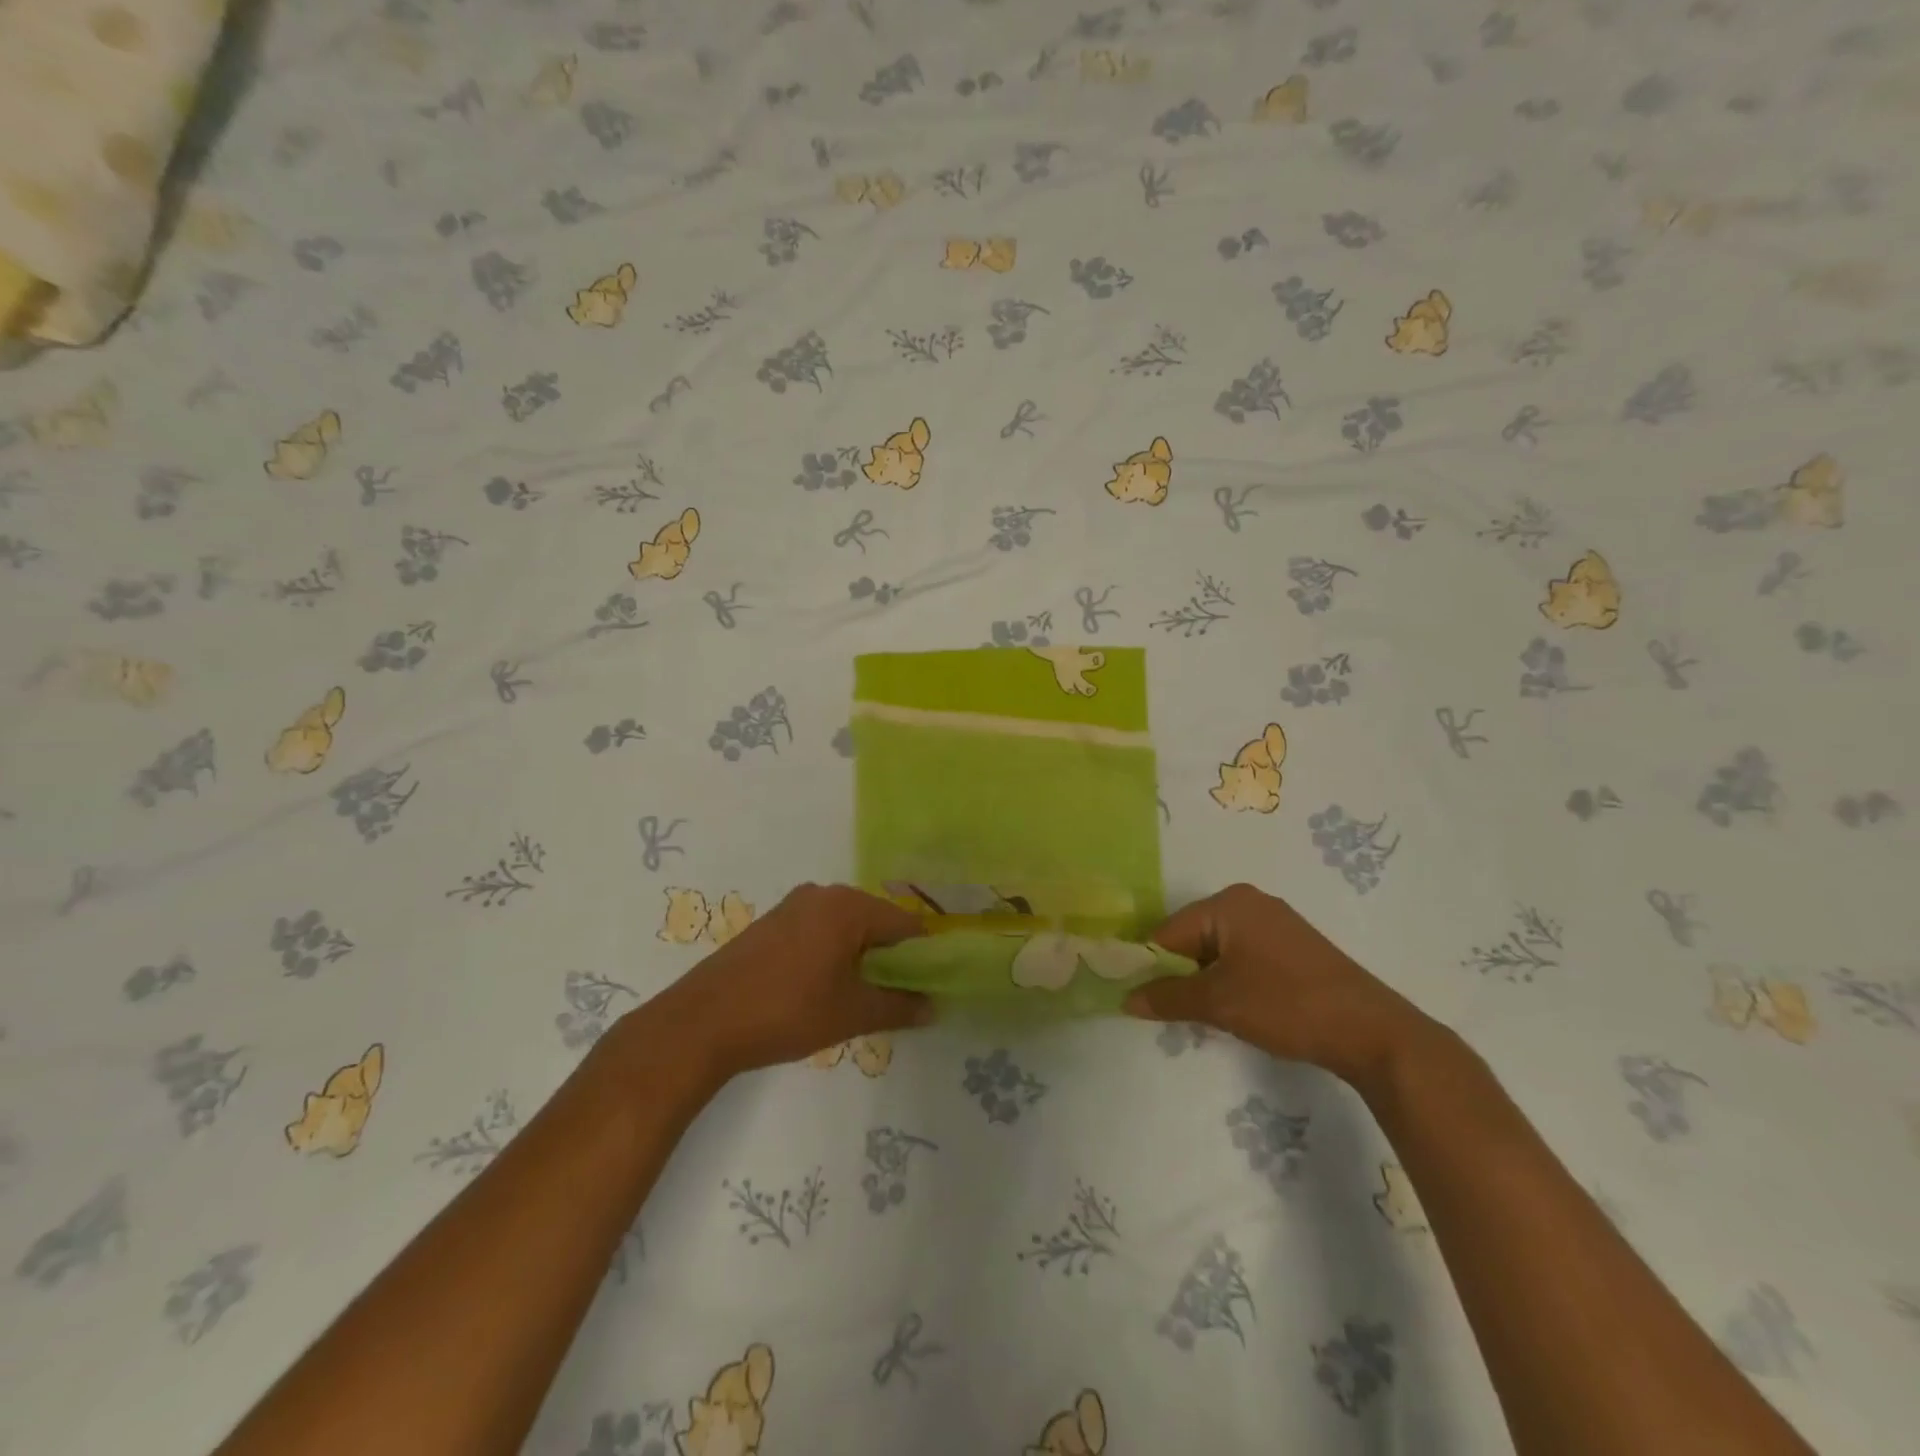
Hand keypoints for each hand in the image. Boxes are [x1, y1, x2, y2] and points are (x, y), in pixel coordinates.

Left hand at [642, 883, 929, 1082]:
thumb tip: (934, 1006)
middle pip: (877, 921)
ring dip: (861, 956)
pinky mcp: (771, 922)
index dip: (924, 956)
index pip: (907, 924)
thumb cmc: (787, 1011)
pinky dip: (833, 953)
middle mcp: (824, 894)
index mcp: (849, 906)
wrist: (702, 1022)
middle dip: (892, 957)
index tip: (930, 987)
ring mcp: (794, 905)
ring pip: (847, 927)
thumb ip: (900, 1007)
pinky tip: (824, 987)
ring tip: (861, 997)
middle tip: (897, 997)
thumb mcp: (852, 1013)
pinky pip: (819, 930)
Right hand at [1126, 883, 1429, 1087]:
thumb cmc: (1286, 1005)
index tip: (1142, 1000)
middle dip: (1180, 974)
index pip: (1168, 931)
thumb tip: (1126, 999)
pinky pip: (1243, 956)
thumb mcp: (1218, 1003)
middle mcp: (1249, 902)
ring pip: (1217, 950)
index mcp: (1227, 903)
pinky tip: (1240, 1009)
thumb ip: (1167, 997)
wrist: (1372, 1031)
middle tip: (1178, 1012)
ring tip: (1212, 1015)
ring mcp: (1274, 923)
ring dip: (1206, 980)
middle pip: (1191, 938)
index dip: (1151, 966)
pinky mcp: (1292, 947)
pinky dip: (1232, 980)